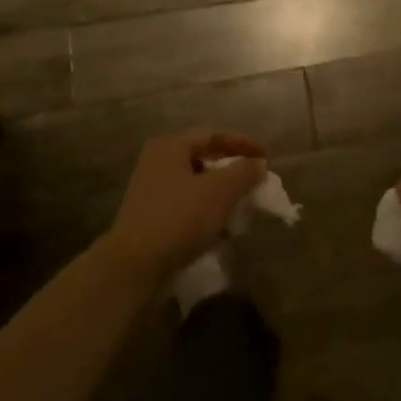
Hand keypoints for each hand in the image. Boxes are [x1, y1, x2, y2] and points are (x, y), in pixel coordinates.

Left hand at [107, 129, 266, 279]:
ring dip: (220, 194)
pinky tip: (220, 229)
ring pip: (195, 185)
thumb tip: (257, 164)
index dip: (242, 143)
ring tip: (241, 207)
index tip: (266, 156)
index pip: (213, 135)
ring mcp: (149, 191)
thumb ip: (244, 172)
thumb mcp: (221, 191)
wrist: (134, 265)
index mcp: (170, 146)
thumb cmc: (180, 217)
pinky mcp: (149, 218)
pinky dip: (205, 212)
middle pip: (203, 159)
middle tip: (254, 181)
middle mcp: (156, 162)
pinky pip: (185, 206)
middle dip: (231, 171)